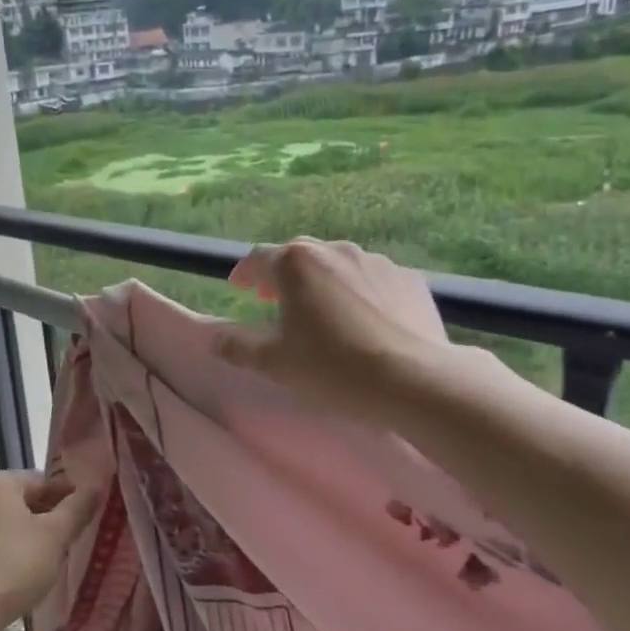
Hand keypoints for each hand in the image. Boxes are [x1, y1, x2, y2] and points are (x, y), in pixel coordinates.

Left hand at [0, 471, 97, 628]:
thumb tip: (96, 486)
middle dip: (51, 519)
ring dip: (34, 540)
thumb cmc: (13, 562)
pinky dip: (15, 558)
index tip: (89, 515)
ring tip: (57, 561)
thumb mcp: (55, 534)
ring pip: (11, 529)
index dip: (69, 496)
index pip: (42, 481)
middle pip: (24, 503)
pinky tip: (30, 578)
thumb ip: (77, 508)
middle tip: (76, 539)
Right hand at [214, 238, 452, 426]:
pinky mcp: (411, 280)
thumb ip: (237, 346)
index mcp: (295, 263)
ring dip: (324, 283)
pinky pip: (374, 282)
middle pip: (300, 256)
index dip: (245, 273)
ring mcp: (377, 262)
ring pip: (339, 266)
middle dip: (283, 276)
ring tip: (323, 314)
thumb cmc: (331, 368)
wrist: (414, 380)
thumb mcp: (273, 363)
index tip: (239, 289)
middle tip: (275, 300)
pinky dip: (360, 294)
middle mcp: (335, 250)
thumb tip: (215, 337)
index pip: (258, 258)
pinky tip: (365, 323)